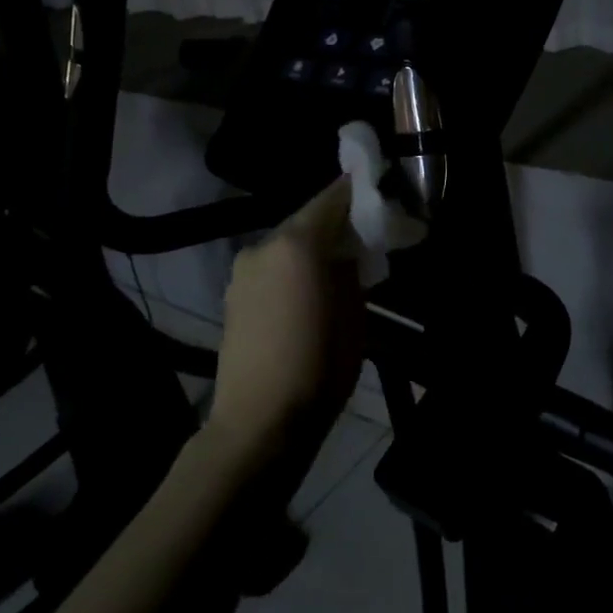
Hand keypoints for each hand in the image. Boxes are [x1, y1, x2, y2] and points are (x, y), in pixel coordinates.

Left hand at [208, 177, 364, 472]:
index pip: (333, 197)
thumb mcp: (354, 313)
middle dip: (337, 222)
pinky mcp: (232, 294)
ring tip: (338, 266)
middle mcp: (264, 245)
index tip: (380, 193)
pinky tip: (307, 290)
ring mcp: (242, 269)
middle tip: (365, 234)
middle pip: (307, 218)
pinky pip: (271, 266)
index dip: (358, 191)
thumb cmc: (319, 366)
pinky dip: (292, 267)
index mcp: (297, 243)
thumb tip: (351, 249)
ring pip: (287, 243)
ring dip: (313, 246)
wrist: (259, 421)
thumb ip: (352, 268)